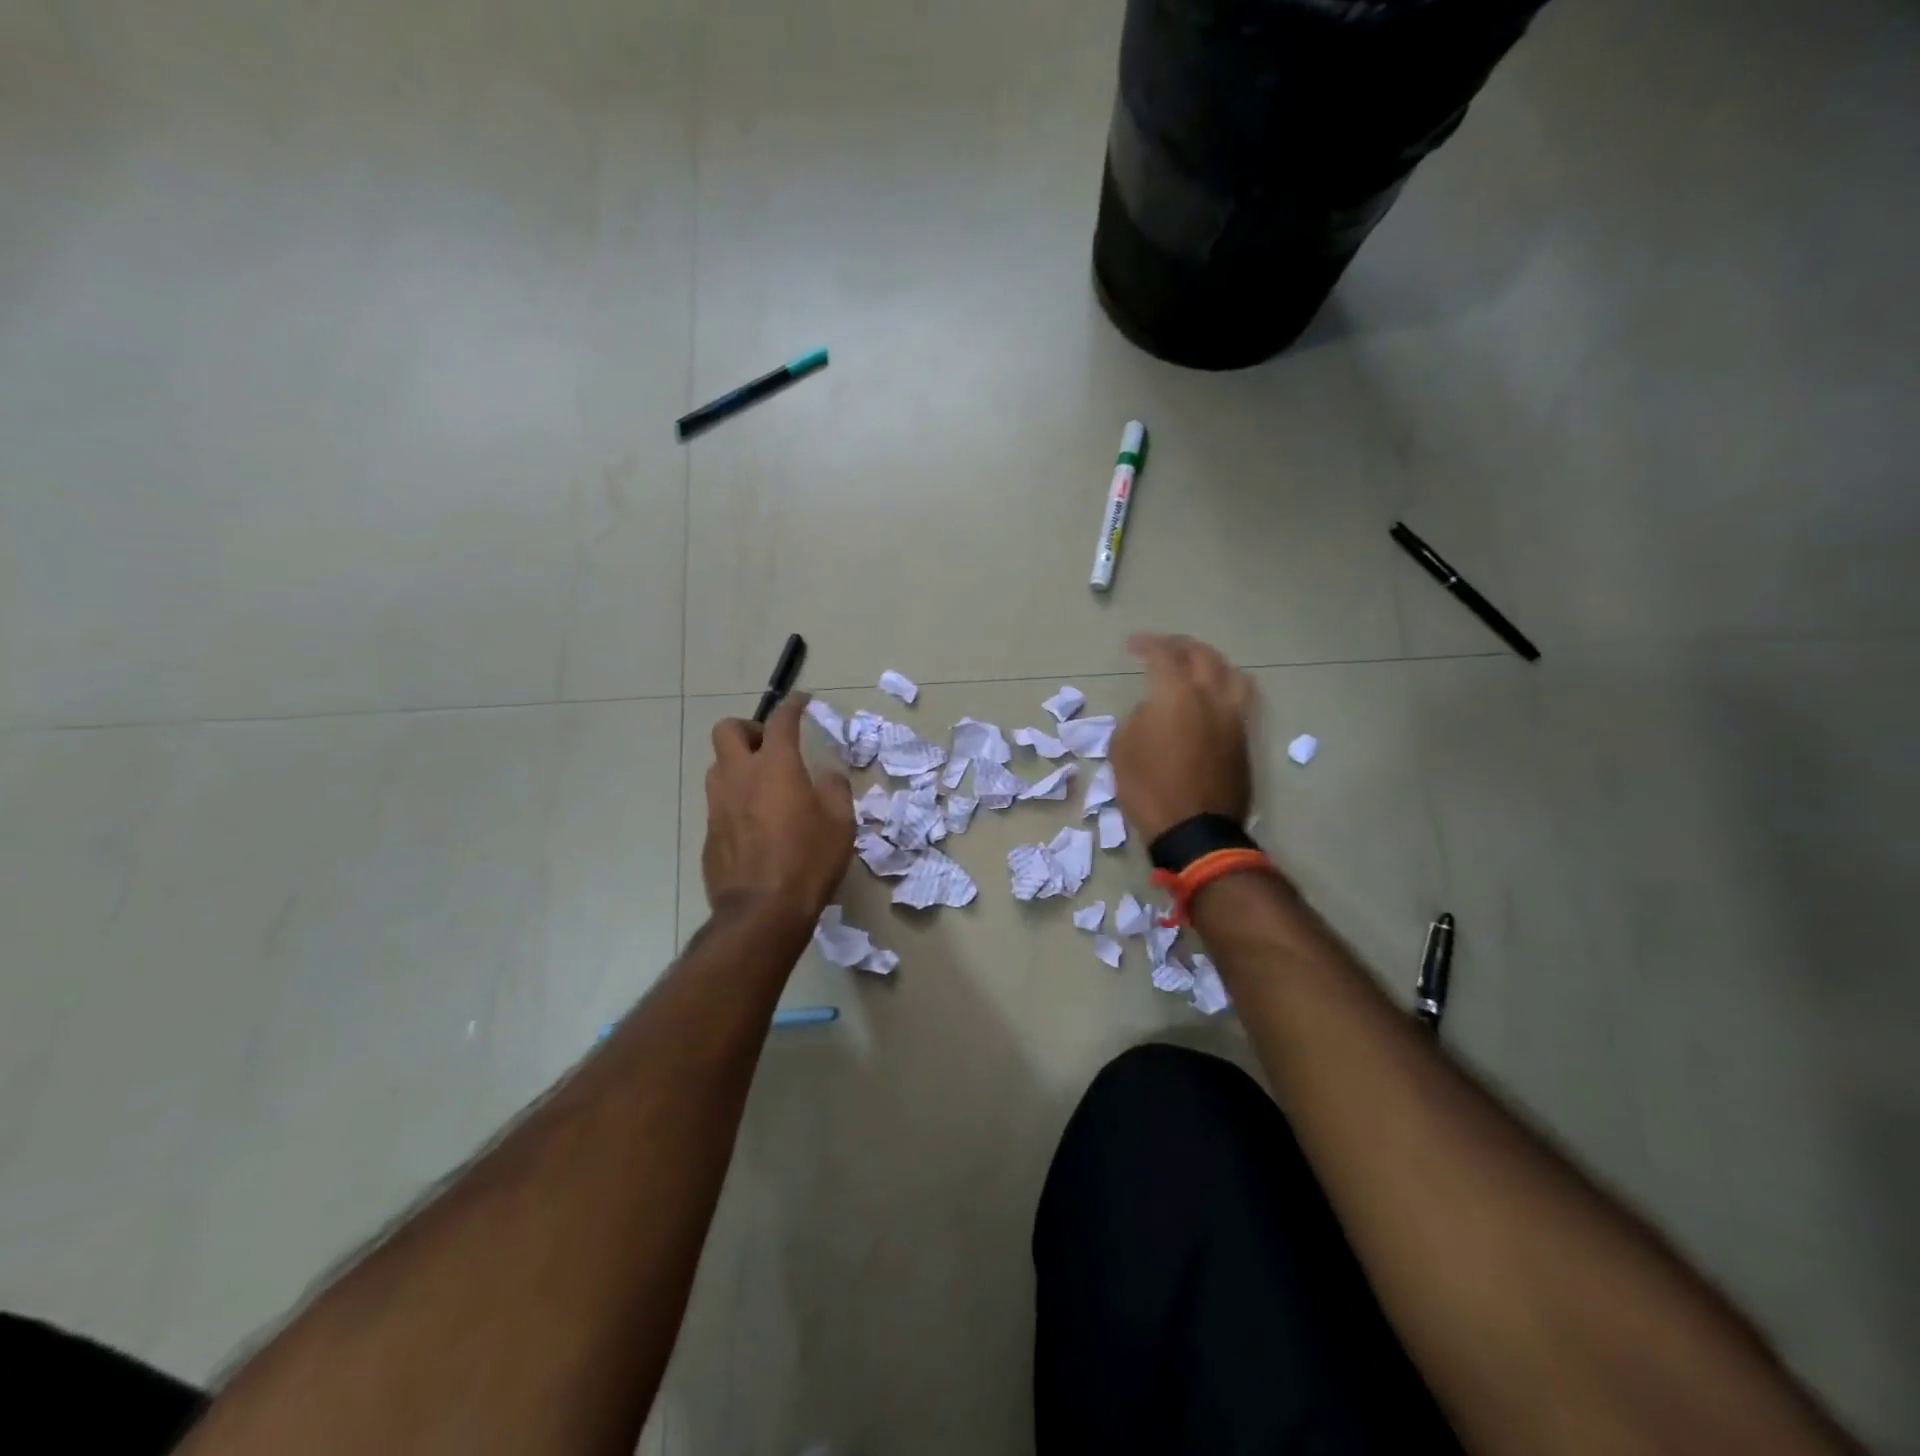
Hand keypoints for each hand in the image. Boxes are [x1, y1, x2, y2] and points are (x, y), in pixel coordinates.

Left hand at [702, 694, 854, 920]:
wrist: (762, 912)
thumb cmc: (808, 861)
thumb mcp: (840, 823)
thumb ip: (834, 789)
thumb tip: (827, 775)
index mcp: (775, 767)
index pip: (781, 721)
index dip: (792, 706)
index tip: (802, 702)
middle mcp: (740, 777)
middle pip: (727, 730)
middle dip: (749, 729)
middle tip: (771, 747)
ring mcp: (718, 805)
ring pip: (718, 766)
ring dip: (739, 764)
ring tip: (764, 786)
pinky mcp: (709, 833)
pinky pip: (719, 802)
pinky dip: (736, 800)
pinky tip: (756, 824)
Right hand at [1112, 633, 1254, 842]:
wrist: (1194, 830)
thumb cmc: (1149, 789)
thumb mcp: (1123, 749)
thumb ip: (1138, 718)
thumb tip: (1153, 711)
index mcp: (1176, 694)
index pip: (1163, 655)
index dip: (1147, 644)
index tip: (1133, 645)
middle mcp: (1211, 696)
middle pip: (1202, 655)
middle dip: (1180, 646)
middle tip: (1163, 649)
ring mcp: (1233, 717)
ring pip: (1230, 672)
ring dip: (1210, 662)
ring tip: (1195, 666)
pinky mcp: (1244, 738)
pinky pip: (1240, 698)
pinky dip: (1224, 685)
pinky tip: (1212, 695)